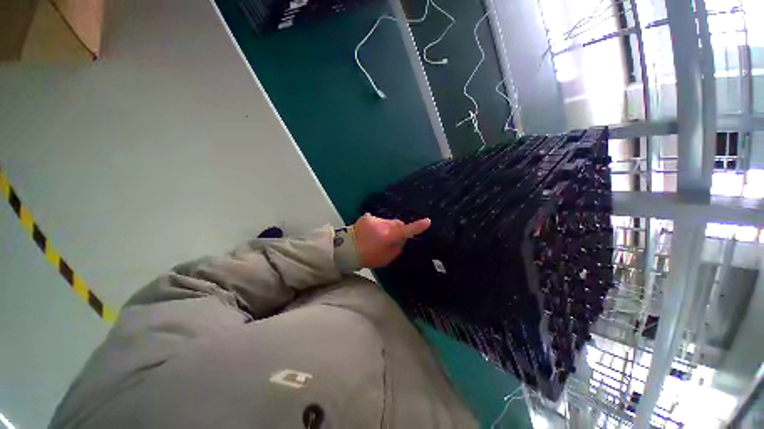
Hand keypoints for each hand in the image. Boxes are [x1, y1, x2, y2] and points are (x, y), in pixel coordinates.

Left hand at [354, 213, 430, 268]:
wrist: (347, 250)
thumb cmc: (368, 257)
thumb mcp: (386, 258)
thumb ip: (398, 246)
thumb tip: (402, 238)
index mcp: (388, 237)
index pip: (405, 231)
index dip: (417, 227)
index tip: (427, 221)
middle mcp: (382, 225)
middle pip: (398, 223)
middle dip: (398, 229)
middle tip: (391, 239)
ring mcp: (374, 220)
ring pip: (388, 221)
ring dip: (387, 227)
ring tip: (377, 237)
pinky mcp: (367, 217)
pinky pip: (379, 220)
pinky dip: (378, 225)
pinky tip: (371, 232)